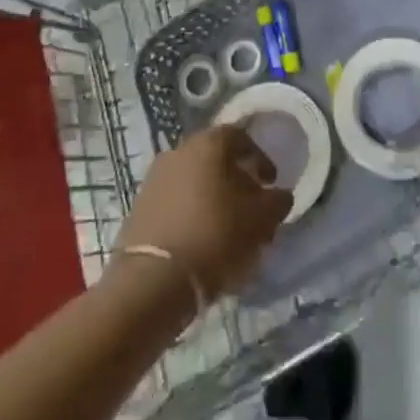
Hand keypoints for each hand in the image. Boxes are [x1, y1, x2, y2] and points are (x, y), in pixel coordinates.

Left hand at [115, 125, 291, 300]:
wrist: (152, 280)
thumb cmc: (214, 236)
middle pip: (217, 161)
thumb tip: (280, 195)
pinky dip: (192, 216)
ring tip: (228, 234)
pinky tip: (202, 244)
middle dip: (237, 184)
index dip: (261, 160)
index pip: (242, 138)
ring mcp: (156, 177)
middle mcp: (180, 149)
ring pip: (195, 183)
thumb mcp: (259, 220)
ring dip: (214, 202)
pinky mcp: (140, 207)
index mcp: (209, 142)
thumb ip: (276, 202)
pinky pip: (176, 204)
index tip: (271, 184)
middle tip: (252, 211)